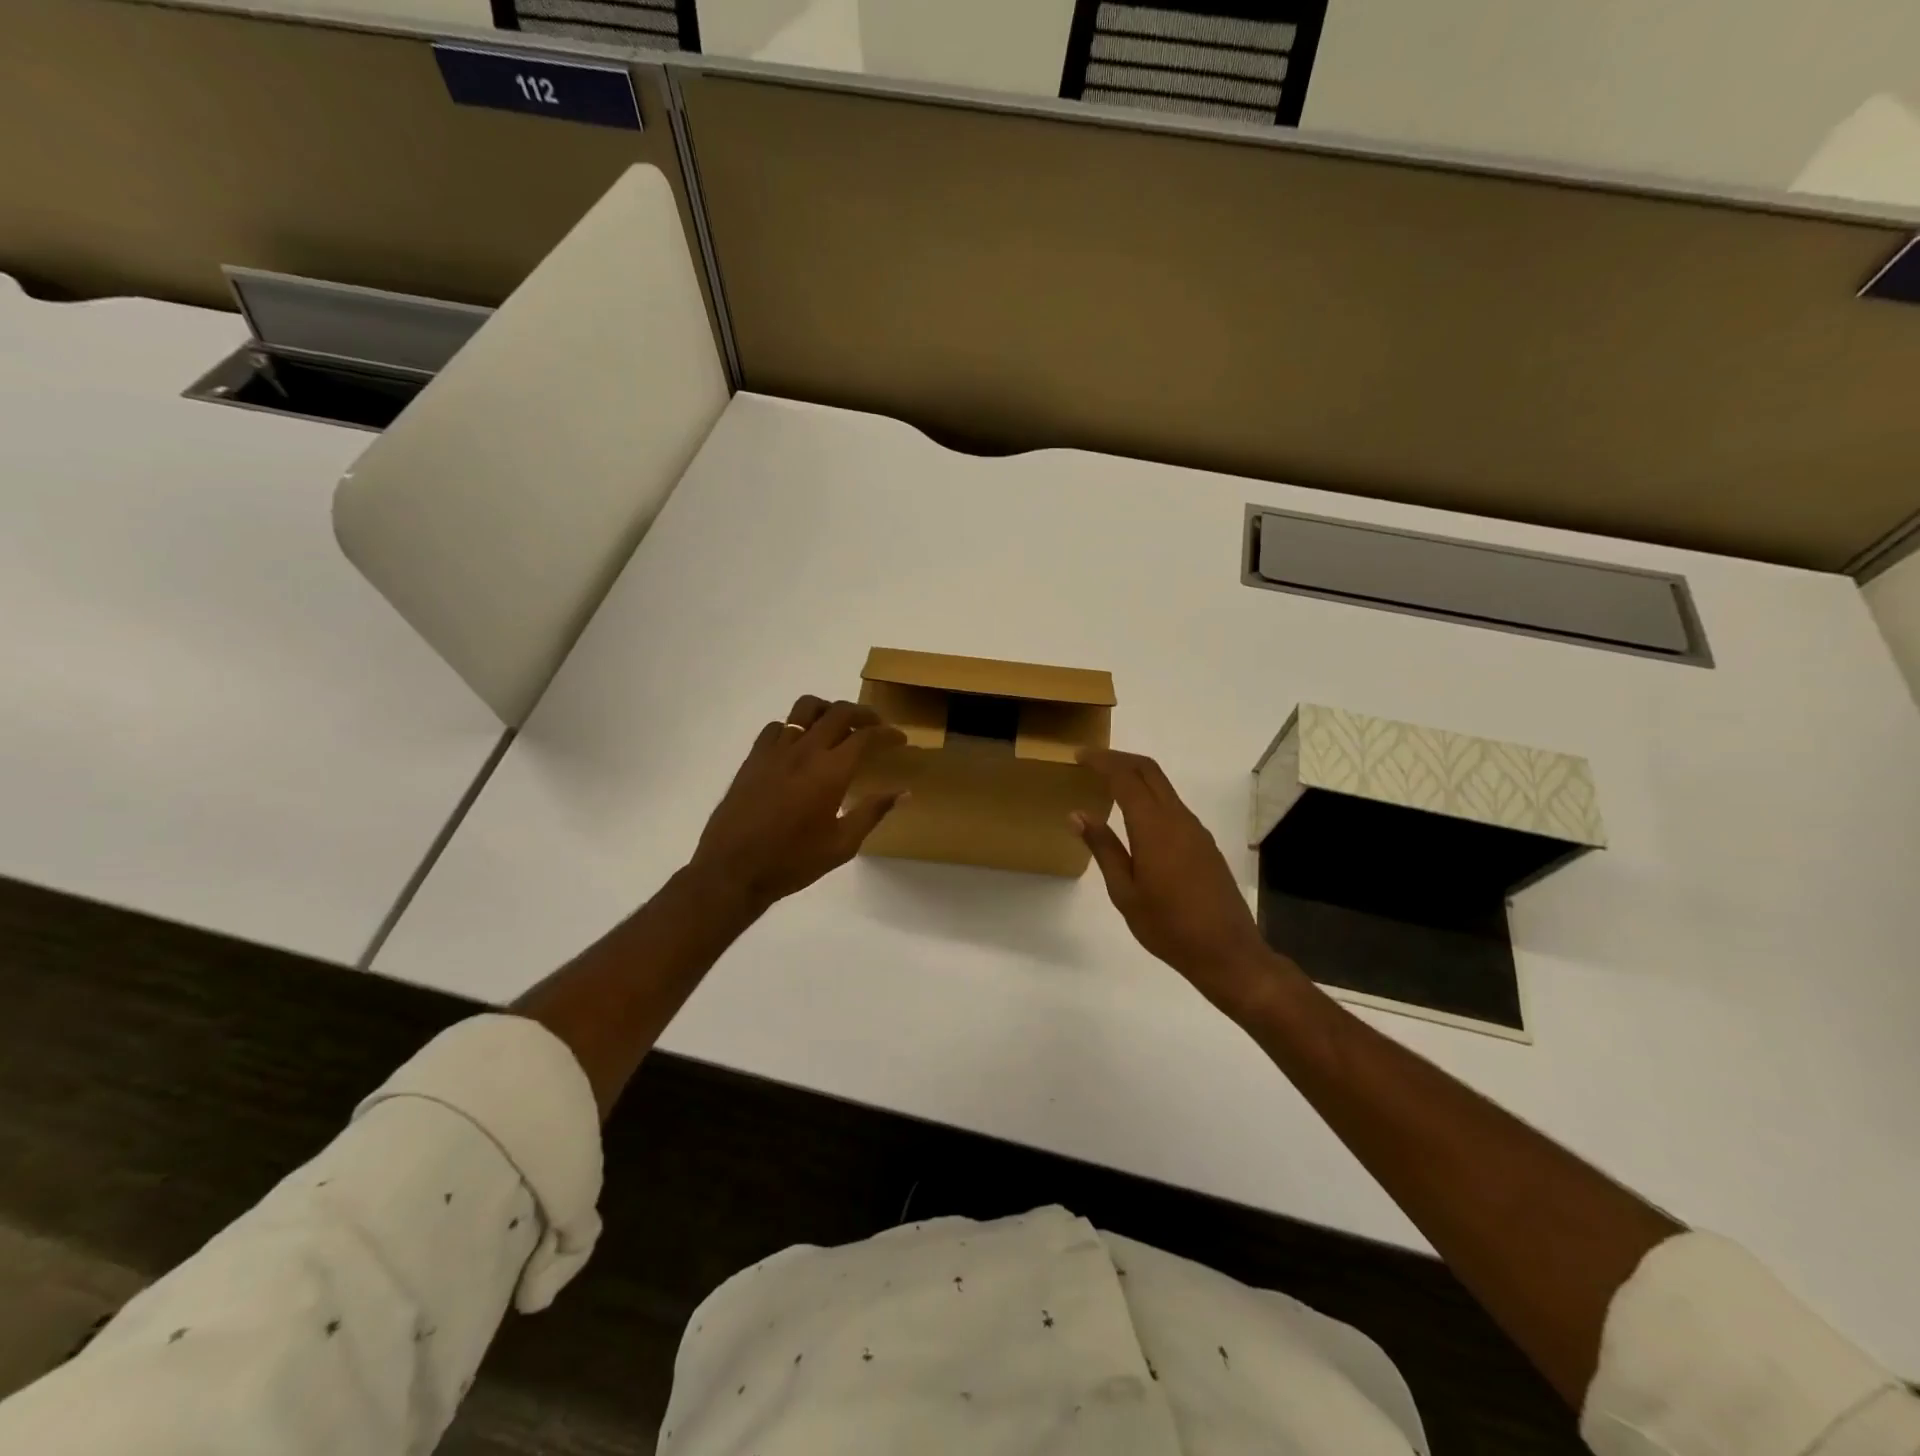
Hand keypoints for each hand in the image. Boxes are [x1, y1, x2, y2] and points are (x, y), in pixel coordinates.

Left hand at [689, 695, 906, 913]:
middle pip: (839, 712)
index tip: (899, 739)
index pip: (866, 737)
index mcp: (831, 771)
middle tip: (875, 726)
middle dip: (863, 714)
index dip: (887, 734)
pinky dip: (795, 727)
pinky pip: (778, 726)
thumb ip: (873, 812)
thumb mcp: (842, 845)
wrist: (733, 870)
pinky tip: (799, 745)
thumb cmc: (793, 861)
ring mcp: (776, 750)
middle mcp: (805, 751)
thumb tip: (903, 792)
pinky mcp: (754, 757)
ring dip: (828, 710)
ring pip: (805, 708)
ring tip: (837, 725)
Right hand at [1073, 748, 1291, 1017]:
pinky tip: (1136, 818)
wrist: (1227, 952)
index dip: (1101, 761)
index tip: (1079, 756)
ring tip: (1108, 785)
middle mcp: (1178, 818)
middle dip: (1120, 758)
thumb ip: (1103, 848)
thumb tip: (1078, 814)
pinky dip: (1150, 796)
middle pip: (1149, 770)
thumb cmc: (1168, 926)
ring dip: (1136, 776)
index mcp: (1154, 827)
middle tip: (1091, 761)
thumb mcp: (1124, 891)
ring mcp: (1195, 830)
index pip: (1125, 777)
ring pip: (1164, 786)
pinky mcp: (1204, 844)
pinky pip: (1173, 806)